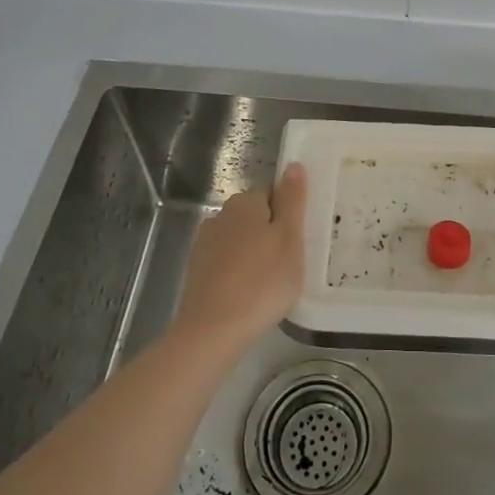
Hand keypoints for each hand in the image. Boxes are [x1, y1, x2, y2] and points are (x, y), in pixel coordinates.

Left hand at [172, 164, 307, 353]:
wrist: (212, 330)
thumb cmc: (262, 281)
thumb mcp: (290, 239)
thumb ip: (293, 200)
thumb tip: (294, 164)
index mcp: (245, 202)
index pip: (273, 196)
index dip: (288, 218)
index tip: (298, 243)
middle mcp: (221, 215)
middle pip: (255, 218)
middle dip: (271, 236)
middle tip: (289, 265)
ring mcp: (204, 244)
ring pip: (240, 241)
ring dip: (254, 255)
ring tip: (269, 285)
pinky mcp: (196, 271)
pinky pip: (226, 263)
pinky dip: (238, 274)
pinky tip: (248, 296)